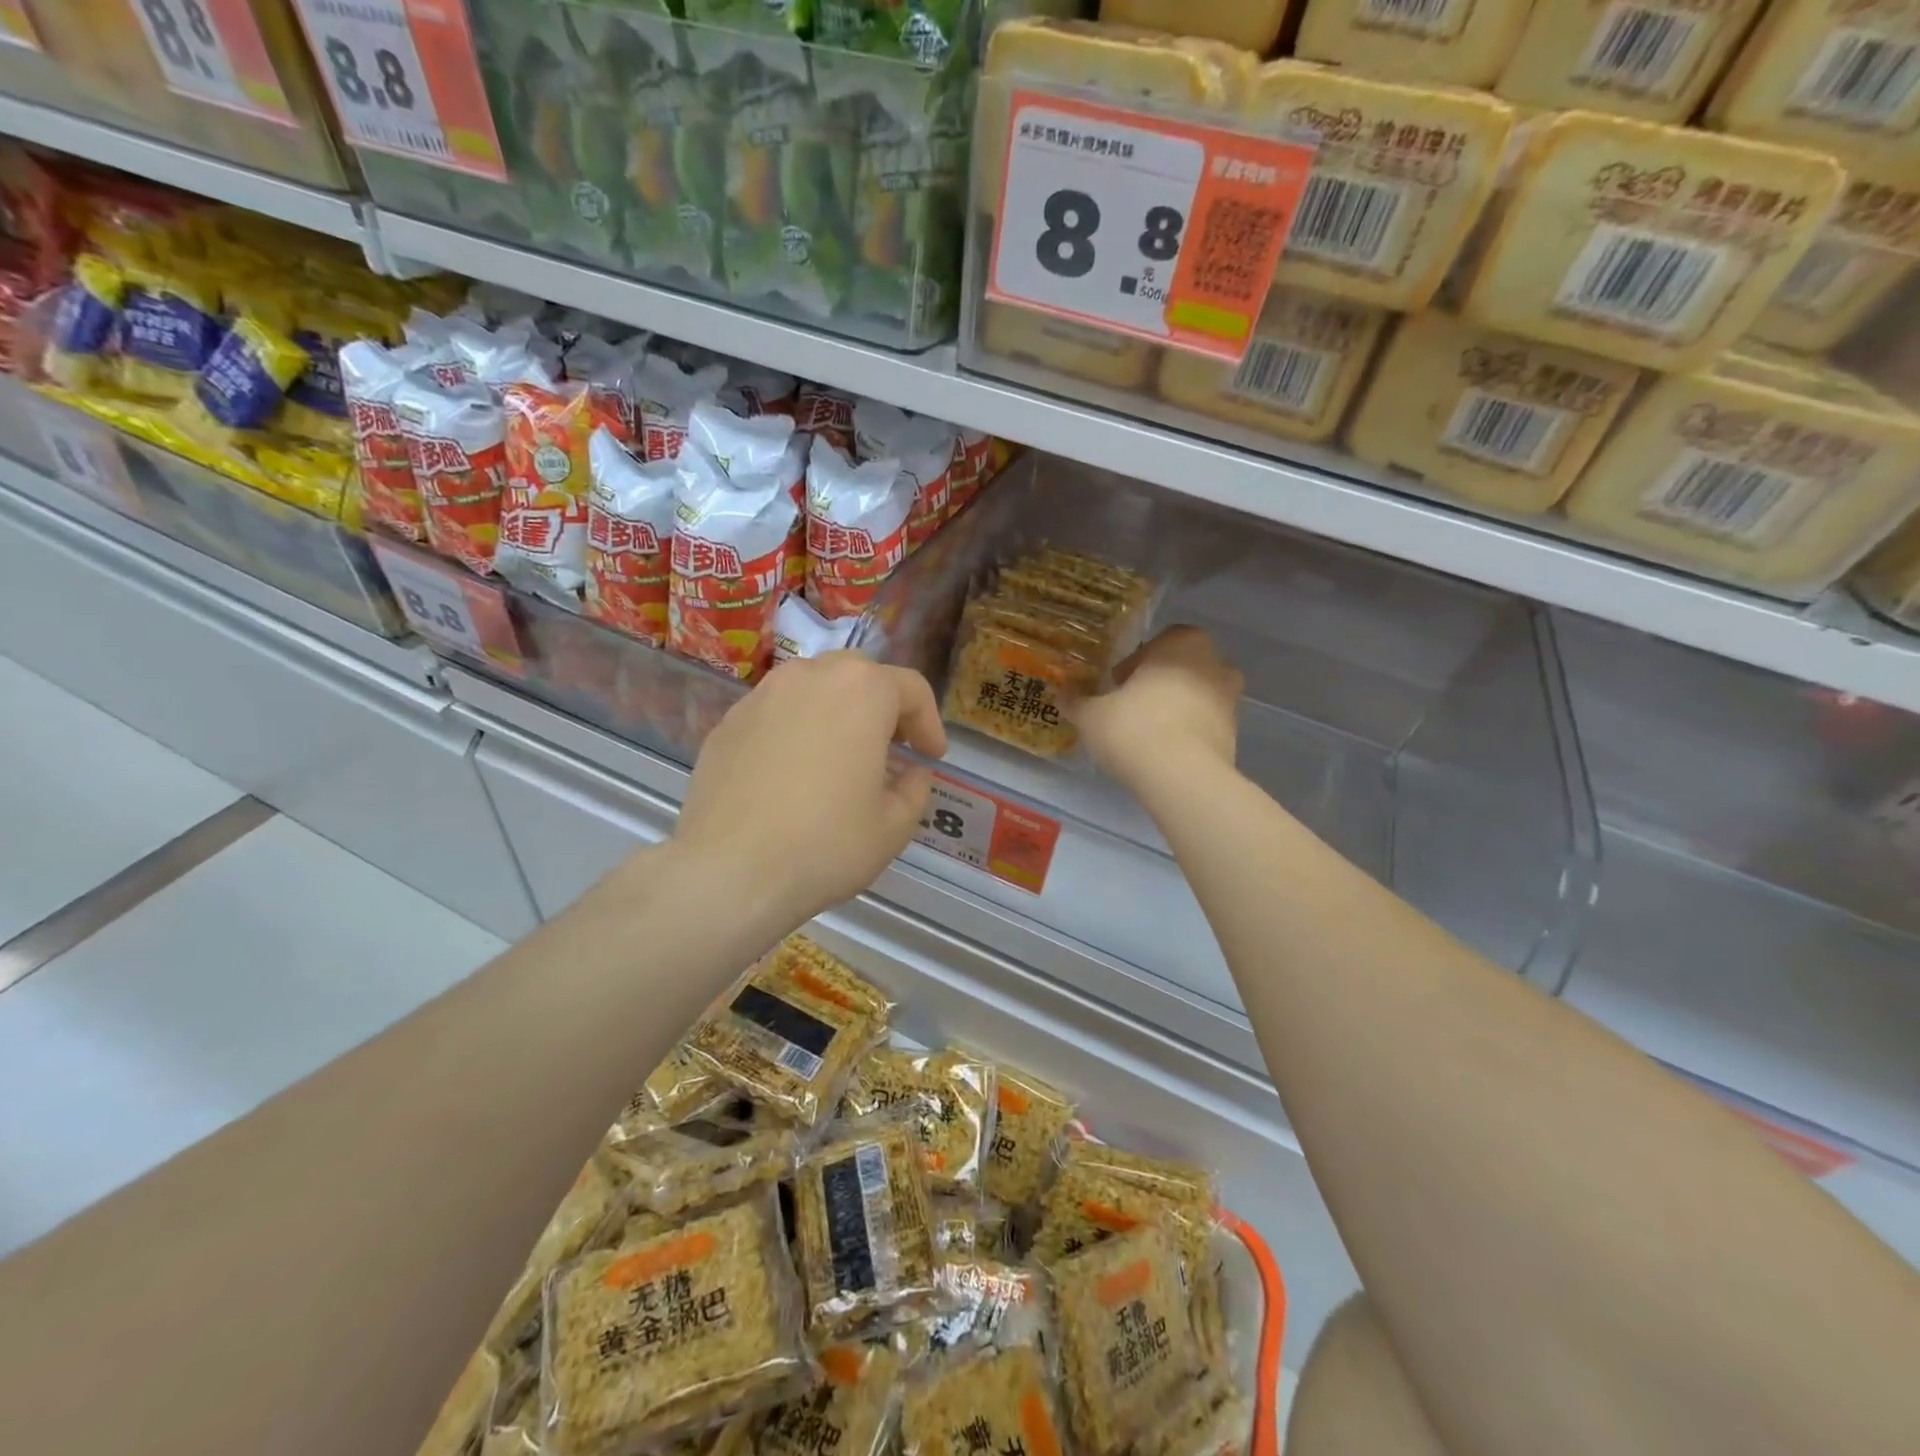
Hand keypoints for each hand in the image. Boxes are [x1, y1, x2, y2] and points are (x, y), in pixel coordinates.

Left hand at [672, 652, 946, 929]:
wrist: (728, 871)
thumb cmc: (825, 844)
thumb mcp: (893, 826)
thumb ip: (915, 789)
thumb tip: (911, 773)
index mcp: (861, 691)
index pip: (911, 688)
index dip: (929, 723)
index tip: (931, 757)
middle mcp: (810, 676)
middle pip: (860, 675)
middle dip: (883, 706)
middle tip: (891, 747)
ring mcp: (762, 695)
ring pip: (814, 687)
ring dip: (838, 712)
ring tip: (841, 755)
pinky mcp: (727, 722)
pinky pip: (777, 712)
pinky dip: (797, 729)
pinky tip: (794, 773)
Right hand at [1071, 626, 1242, 792]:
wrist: (1182, 778)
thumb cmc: (1135, 728)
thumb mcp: (1092, 715)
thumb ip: (1077, 701)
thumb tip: (1061, 693)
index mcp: (1183, 644)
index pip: (1162, 640)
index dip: (1138, 660)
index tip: (1119, 682)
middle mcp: (1215, 664)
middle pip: (1184, 667)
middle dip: (1160, 682)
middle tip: (1131, 705)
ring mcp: (1230, 701)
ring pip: (1198, 696)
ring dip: (1177, 708)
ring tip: (1146, 732)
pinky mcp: (1234, 736)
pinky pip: (1206, 725)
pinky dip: (1188, 733)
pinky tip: (1163, 753)